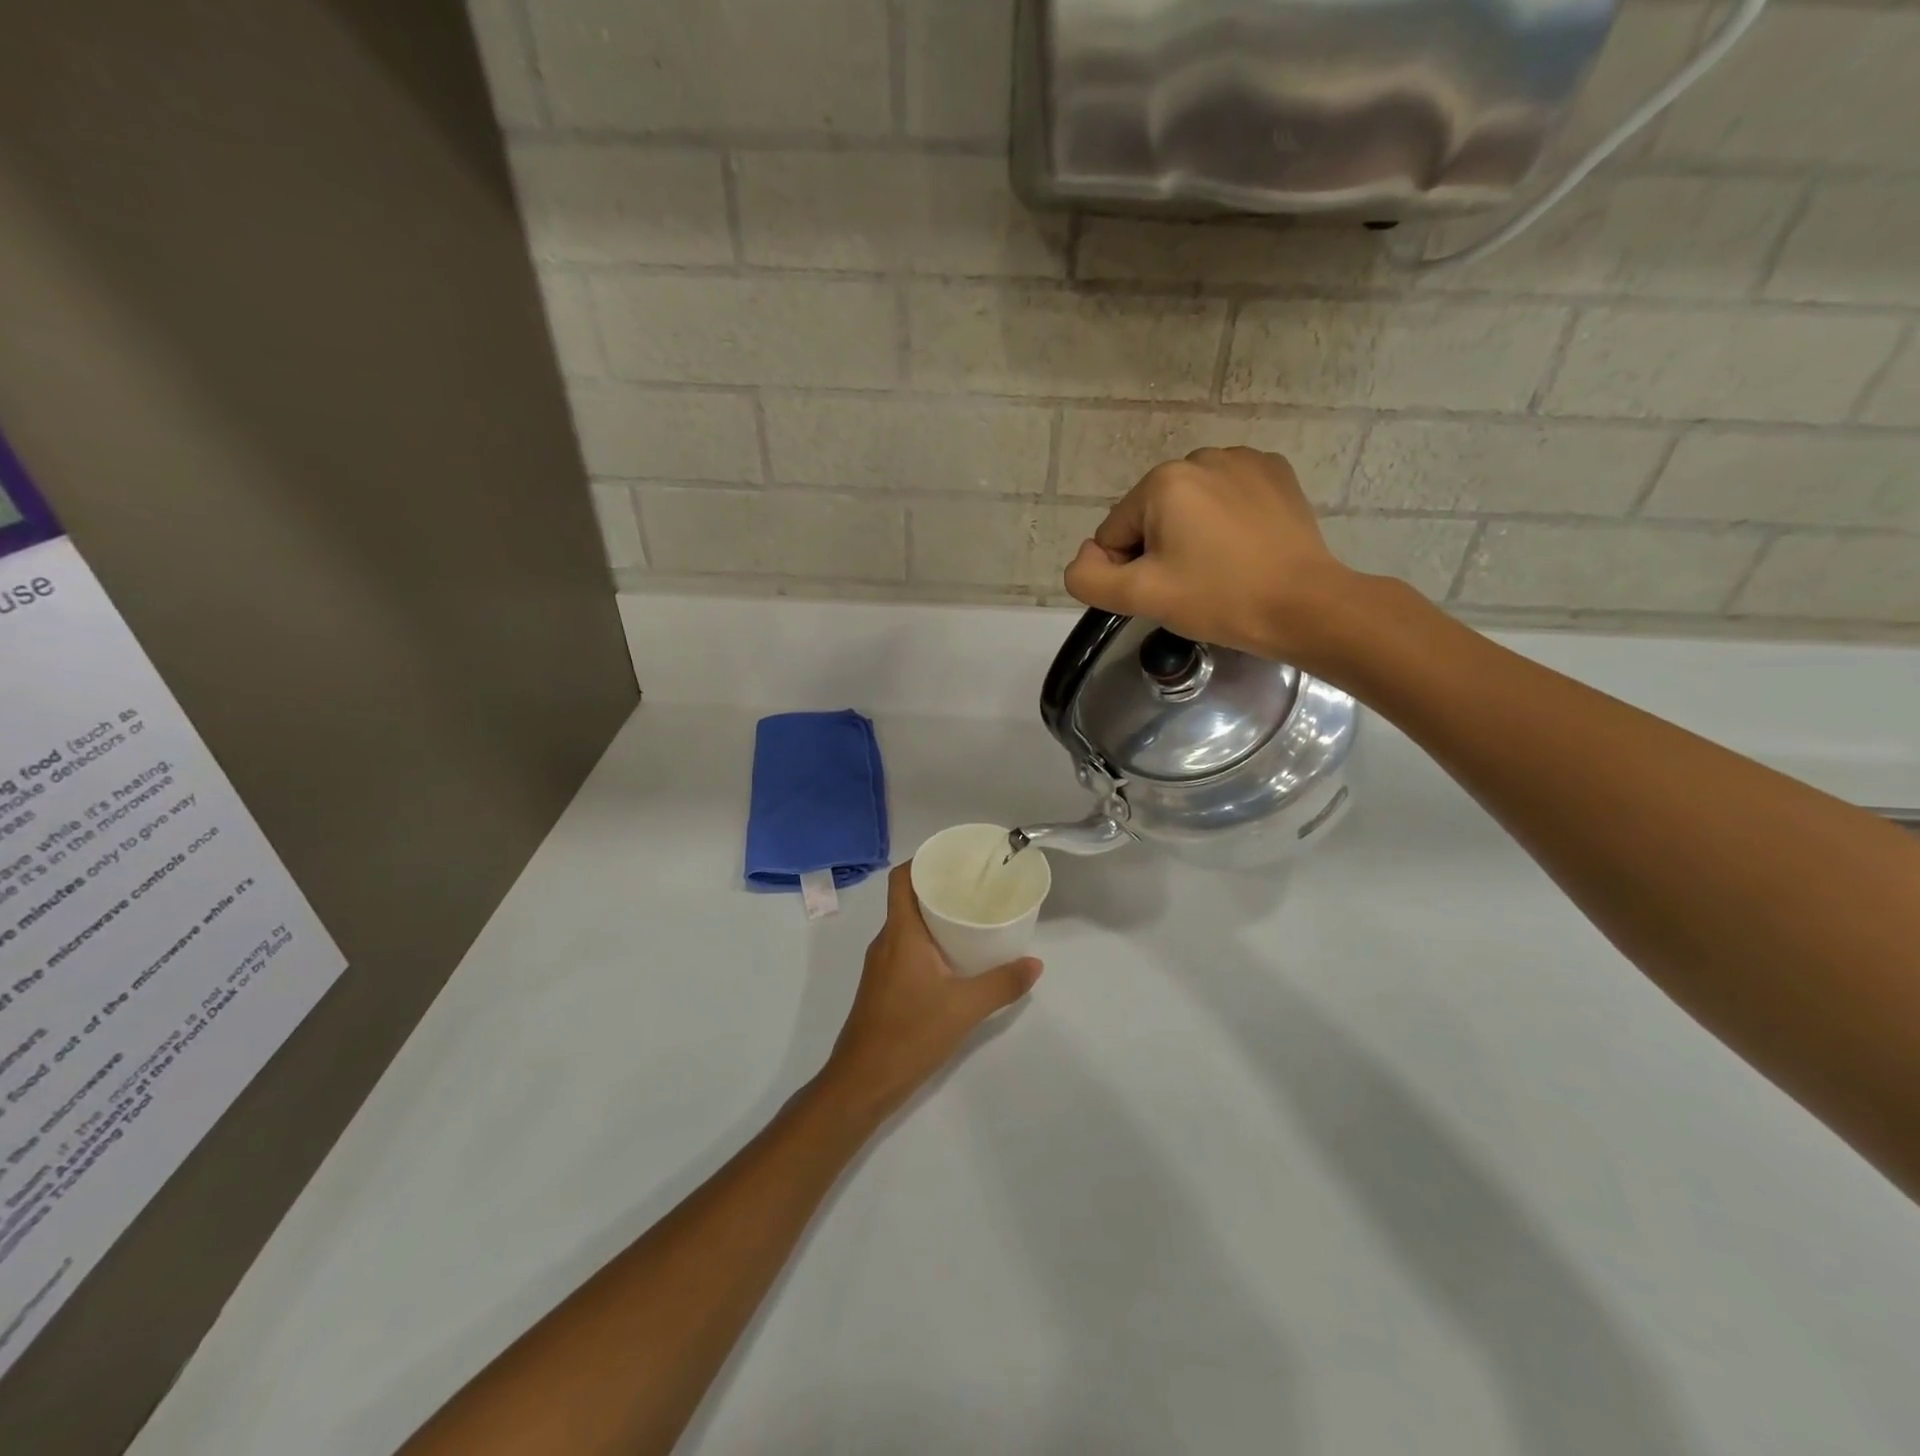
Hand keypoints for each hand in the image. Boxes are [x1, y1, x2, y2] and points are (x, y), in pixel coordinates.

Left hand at [819, 864, 1041, 1120]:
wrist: (862, 1082)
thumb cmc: (909, 1034)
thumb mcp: (965, 1008)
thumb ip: (1002, 984)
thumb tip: (1035, 963)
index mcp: (900, 933)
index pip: (901, 879)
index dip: (923, 860)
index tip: (955, 858)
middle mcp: (886, 941)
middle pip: (908, 899)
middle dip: (939, 887)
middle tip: (976, 886)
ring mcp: (882, 965)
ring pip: (908, 926)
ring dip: (935, 916)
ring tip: (971, 916)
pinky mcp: (883, 985)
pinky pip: (907, 948)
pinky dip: (929, 942)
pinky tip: (955, 956)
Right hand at [1062, 446, 1359, 665]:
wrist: (1303, 606)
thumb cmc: (1219, 599)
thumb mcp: (1140, 597)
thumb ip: (1089, 578)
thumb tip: (1085, 558)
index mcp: (1162, 482)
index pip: (1114, 533)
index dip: (1129, 571)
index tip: (1164, 593)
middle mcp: (1200, 457)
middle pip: (1151, 515)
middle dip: (1160, 549)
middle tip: (1193, 584)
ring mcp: (1243, 459)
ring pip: (1189, 505)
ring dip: (1192, 534)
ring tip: (1221, 567)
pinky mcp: (1275, 472)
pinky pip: (1226, 495)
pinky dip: (1225, 519)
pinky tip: (1244, 547)